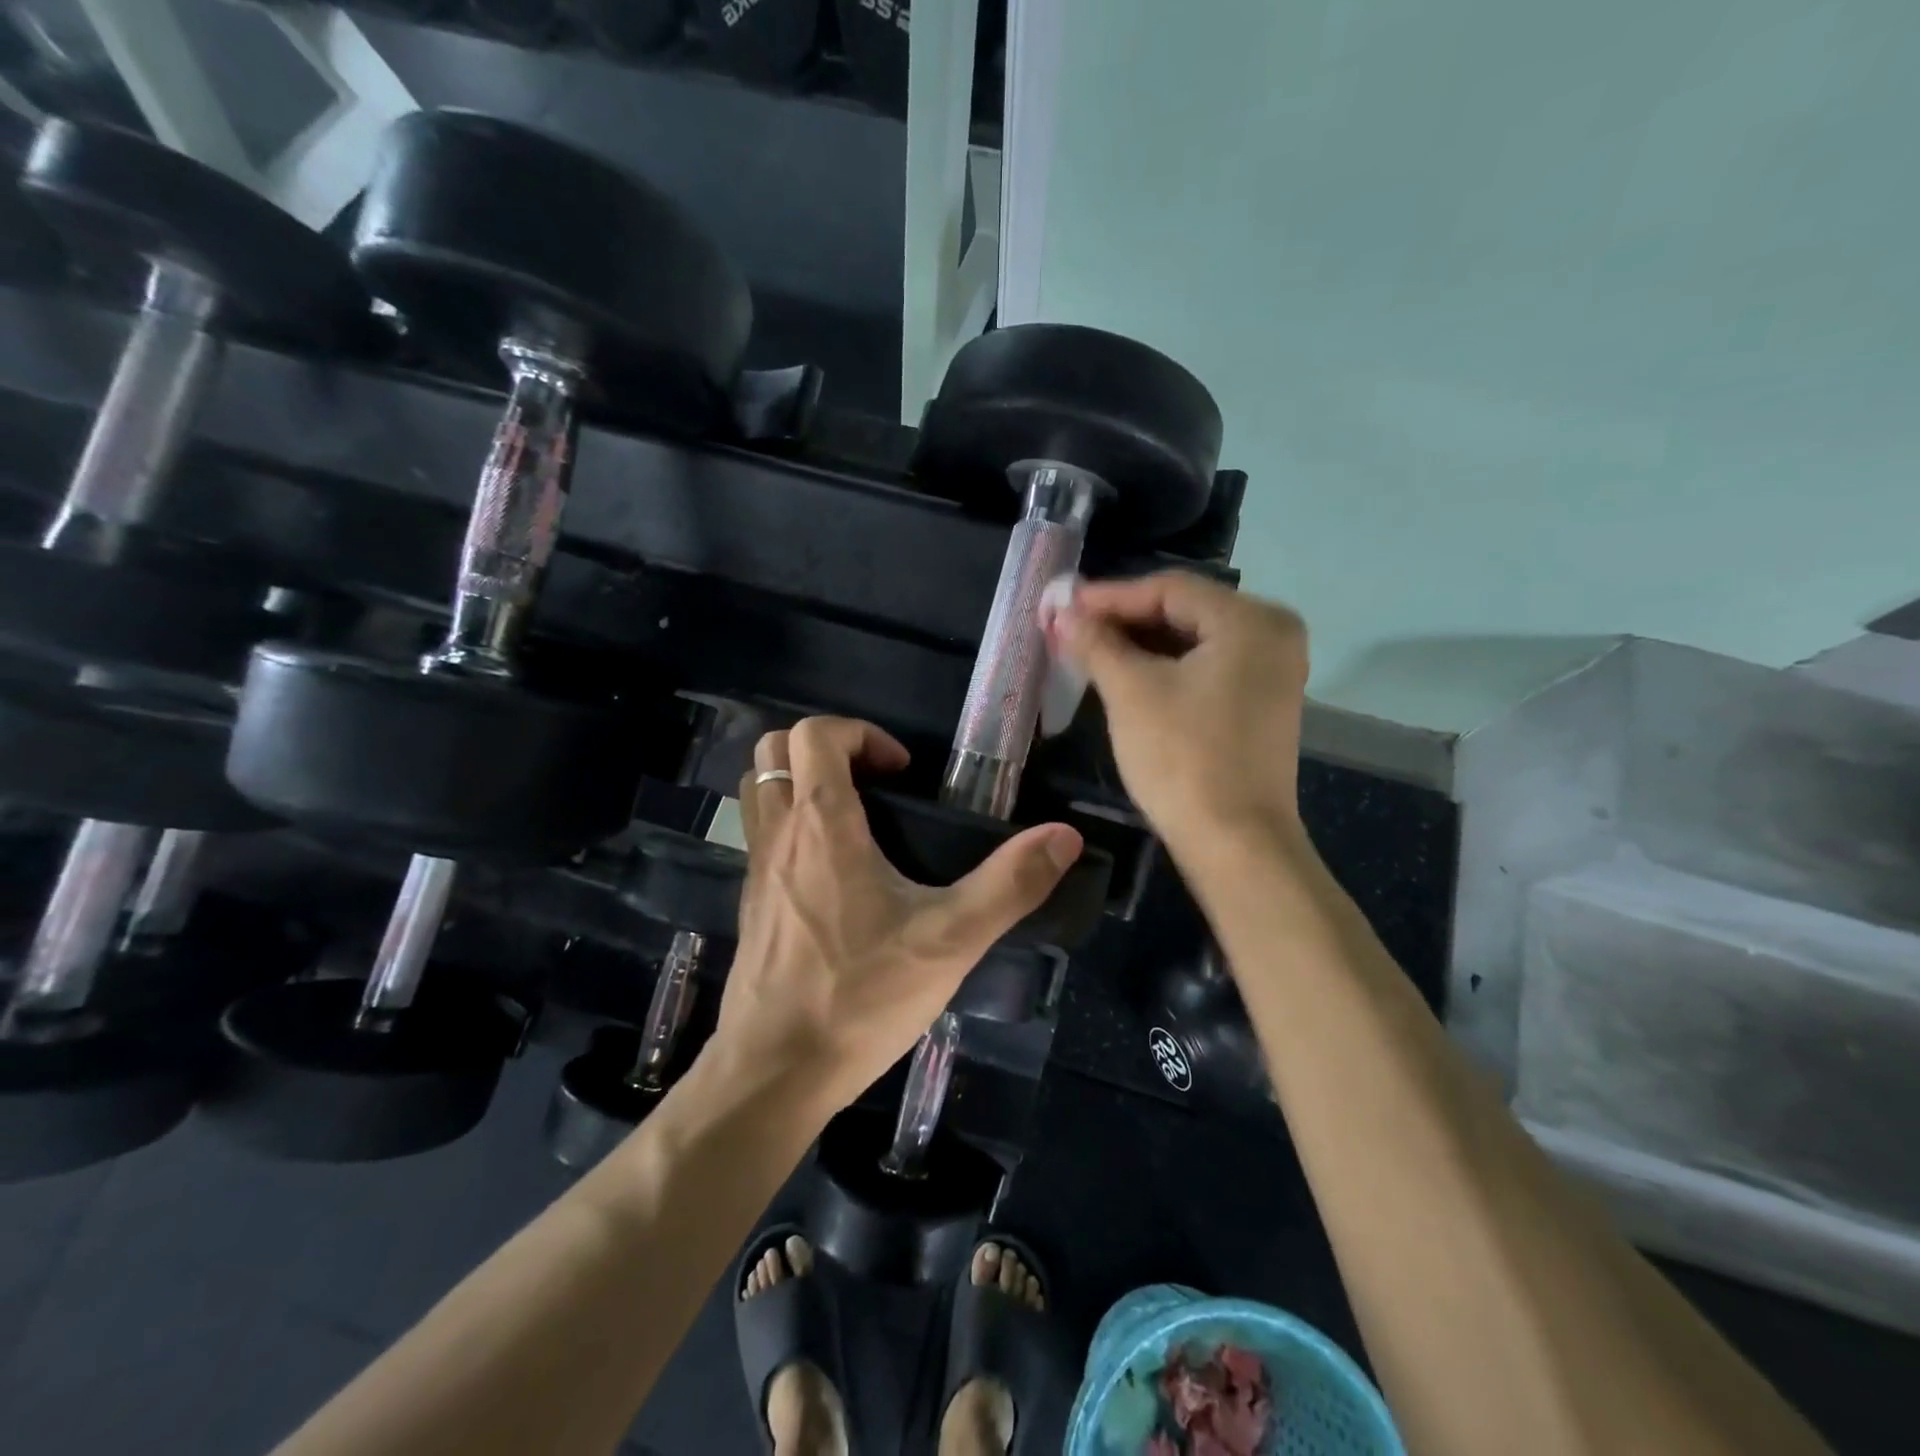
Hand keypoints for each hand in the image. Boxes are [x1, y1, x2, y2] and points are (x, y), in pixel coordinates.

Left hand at [710, 717, 1082, 1111]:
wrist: (775, 1073)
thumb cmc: (860, 997)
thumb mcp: (950, 940)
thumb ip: (1010, 884)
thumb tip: (1064, 836)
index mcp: (821, 824)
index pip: (815, 734)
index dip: (861, 734)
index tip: (902, 772)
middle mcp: (778, 835)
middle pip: (775, 747)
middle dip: (827, 748)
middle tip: (876, 784)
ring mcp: (754, 870)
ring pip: (760, 789)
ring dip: (800, 781)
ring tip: (855, 817)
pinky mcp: (749, 905)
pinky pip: (760, 835)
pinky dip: (790, 825)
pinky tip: (834, 875)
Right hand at [1052, 572, 1309, 852]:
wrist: (1235, 844)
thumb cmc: (1183, 758)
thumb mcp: (1131, 692)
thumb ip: (1096, 642)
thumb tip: (1062, 611)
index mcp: (1251, 620)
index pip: (1169, 588)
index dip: (1109, 595)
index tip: (1061, 604)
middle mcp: (1273, 634)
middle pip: (1184, 610)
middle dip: (1123, 619)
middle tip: (1070, 625)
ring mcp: (1273, 671)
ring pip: (1194, 640)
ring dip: (1141, 644)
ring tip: (1089, 648)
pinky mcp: (1262, 703)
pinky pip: (1207, 667)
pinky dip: (1166, 667)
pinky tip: (1126, 673)